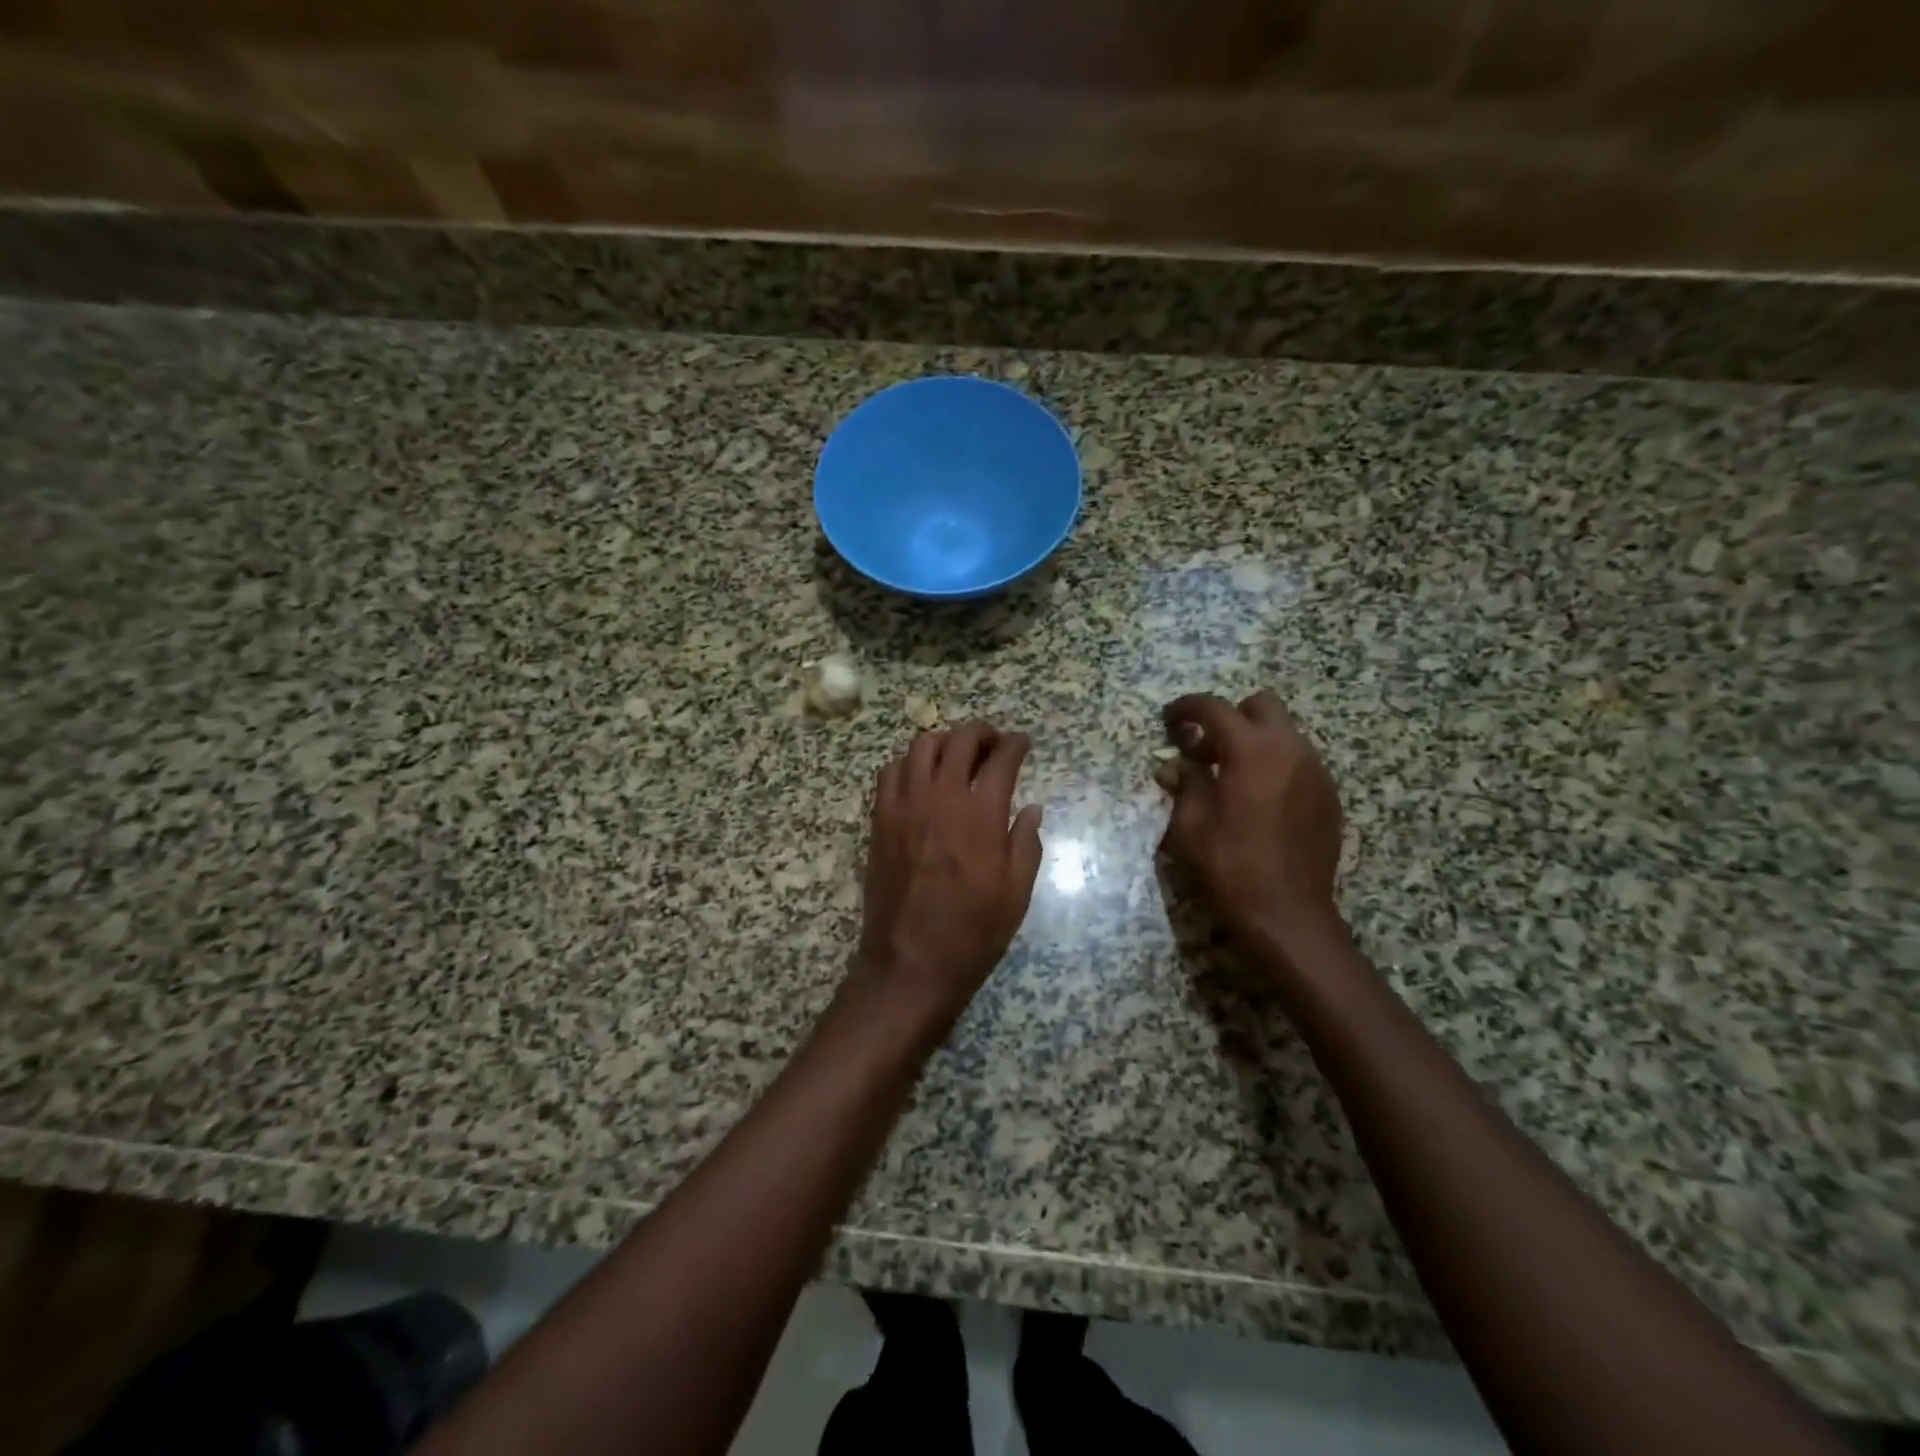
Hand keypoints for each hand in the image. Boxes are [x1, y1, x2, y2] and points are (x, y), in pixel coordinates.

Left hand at [854, 721, 1043, 1033]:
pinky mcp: (880, 819)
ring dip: (944, 742)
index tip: (1022, 744)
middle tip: (992, 744)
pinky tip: (921, 779)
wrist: (911, 962)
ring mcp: (904, 805)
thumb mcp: (1016, 893)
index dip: (1015, 745)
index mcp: (981, 814)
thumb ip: (1026, 843)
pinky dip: (909, 763)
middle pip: (959, 740)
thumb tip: (1032, 808)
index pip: (1001, 759)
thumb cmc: (972, 932)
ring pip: (920, 747)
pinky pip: (890, 772)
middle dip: (981, 733)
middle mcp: (940, 797)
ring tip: (956, 756)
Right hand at [1160, 691, 1344, 954]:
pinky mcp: (1329, 796)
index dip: (1187, 708)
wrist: (1288, 914)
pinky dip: (1275, 765)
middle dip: (1230, 716)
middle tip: (1206, 748)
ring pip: (1284, 733)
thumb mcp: (1191, 825)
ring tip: (1230, 776)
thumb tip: (1174, 766)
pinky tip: (1258, 799)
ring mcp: (1316, 771)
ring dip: (1254, 741)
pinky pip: (1299, 761)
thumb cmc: (1230, 867)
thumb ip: (1185, 784)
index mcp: (1251, 751)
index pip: (1214, 708)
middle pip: (1261, 705)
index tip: (1169, 719)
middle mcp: (1290, 749)